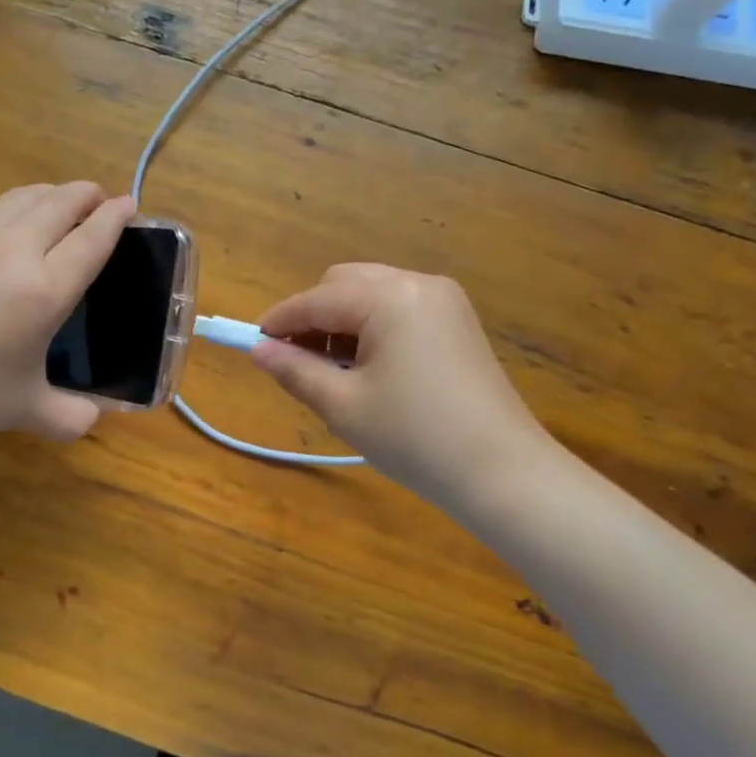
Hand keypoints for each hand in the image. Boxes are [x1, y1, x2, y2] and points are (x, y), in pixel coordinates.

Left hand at [0, 182, 135, 441]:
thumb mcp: (26, 410)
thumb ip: (70, 417)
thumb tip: (94, 418)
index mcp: (45, 290)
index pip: (92, 238)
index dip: (115, 217)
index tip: (129, 204)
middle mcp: (15, 251)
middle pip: (61, 203)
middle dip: (87, 195)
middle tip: (100, 198)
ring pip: (24, 197)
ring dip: (52, 193)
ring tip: (62, 201)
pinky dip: (17, 206)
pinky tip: (12, 224)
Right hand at [252, 264, 552, 507]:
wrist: (503, 472)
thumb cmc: (415, 438)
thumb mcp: (343, 405)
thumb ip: (295, 370)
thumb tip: (258, 350)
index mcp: (389, 298)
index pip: (316, 299)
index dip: (279, 321)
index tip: (253, 344)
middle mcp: (418, 283)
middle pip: (344, 284)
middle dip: (313, 317)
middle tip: (297, 362)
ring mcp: (444, 300)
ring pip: (371, 293)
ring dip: (342, 322)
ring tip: (334, 371)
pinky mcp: (458, 321)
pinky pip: (398, 308)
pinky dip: (372, 328)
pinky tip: (369, 367)